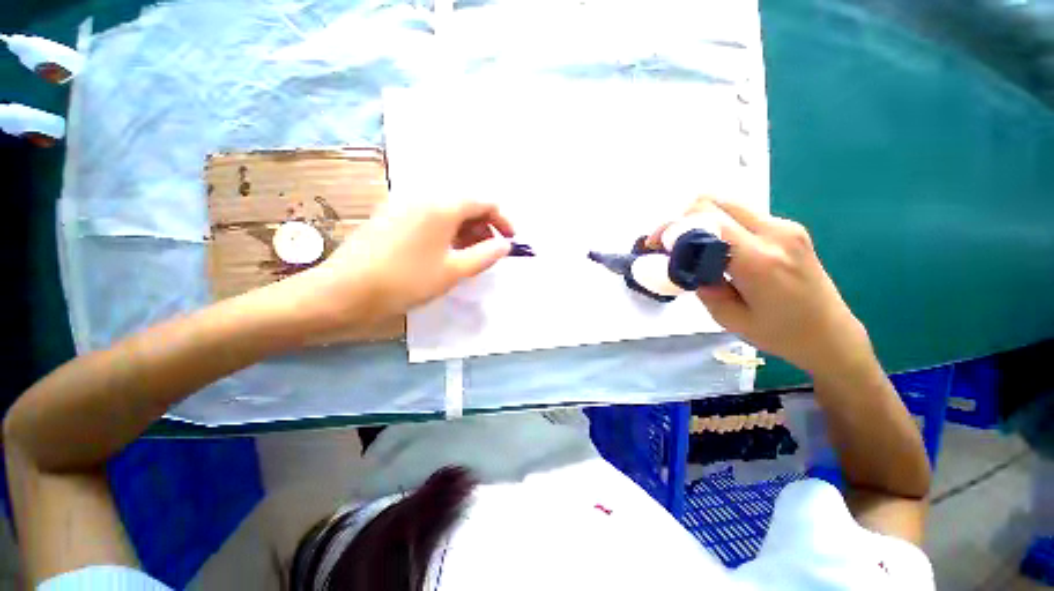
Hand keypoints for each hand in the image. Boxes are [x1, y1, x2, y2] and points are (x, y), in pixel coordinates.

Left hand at [302, 197, 513, 323]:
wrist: (344, 291)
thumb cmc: (406, 281)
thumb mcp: (454, 271)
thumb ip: (485, 255)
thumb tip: (505, 244)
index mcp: (442, 205)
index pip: (484, 202)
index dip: (503, 220)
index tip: (510, 241)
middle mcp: (423, 196)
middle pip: (465, 205)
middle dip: (484, 227)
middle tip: (489, 253)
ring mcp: (404, 205)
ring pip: (447, 212)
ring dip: (465, 231)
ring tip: (469, 257)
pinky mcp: (391, 216)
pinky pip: (429, 218)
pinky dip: (446, 232)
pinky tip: (444, 253)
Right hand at [649, 197, 868, 373]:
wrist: (831, 334)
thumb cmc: (780, 334)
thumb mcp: (727, 318)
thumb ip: (701, 283)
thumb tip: (683, 261)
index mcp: (758, 261)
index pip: (705, 221)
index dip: (673, 228)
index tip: (656, 245)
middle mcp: (775, 233)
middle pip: (714, 202)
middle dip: (683, 219)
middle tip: (671, 245)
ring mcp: (785, 226)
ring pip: (727, 205)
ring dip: (701, 222)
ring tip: (692, 249)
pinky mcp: (788, 227)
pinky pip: (742, 215)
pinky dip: (719, 225)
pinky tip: (717, 250)